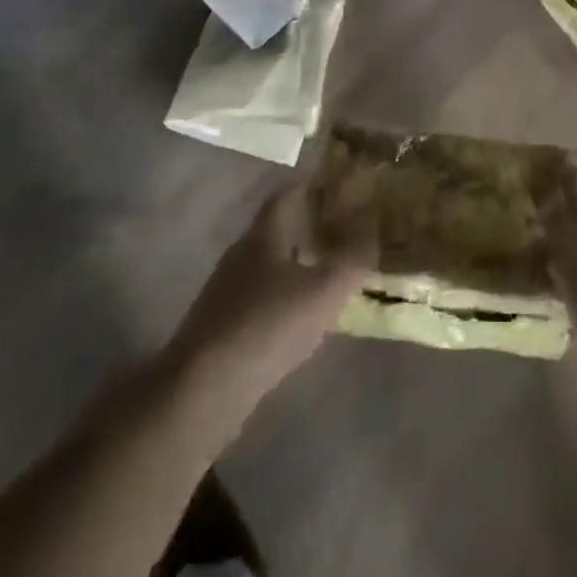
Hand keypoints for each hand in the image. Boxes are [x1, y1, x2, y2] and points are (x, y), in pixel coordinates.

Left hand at [164, 187, 372, 424]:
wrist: (204, 389)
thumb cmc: (268, 325)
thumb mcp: (325, 289)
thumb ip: (353, 253)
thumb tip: (372, 217)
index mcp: (263, 235)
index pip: (287, 195)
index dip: (314, 187)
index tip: (344, 189)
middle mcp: (241, 254)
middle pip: (278, 229)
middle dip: (311, 227)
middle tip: (347, 232)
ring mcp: (227, 291)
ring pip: (270, 265)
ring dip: (299, 264)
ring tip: (332, 275)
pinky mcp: (222, 325)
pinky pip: (262, 297)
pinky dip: (286, 297)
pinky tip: (304, 317)